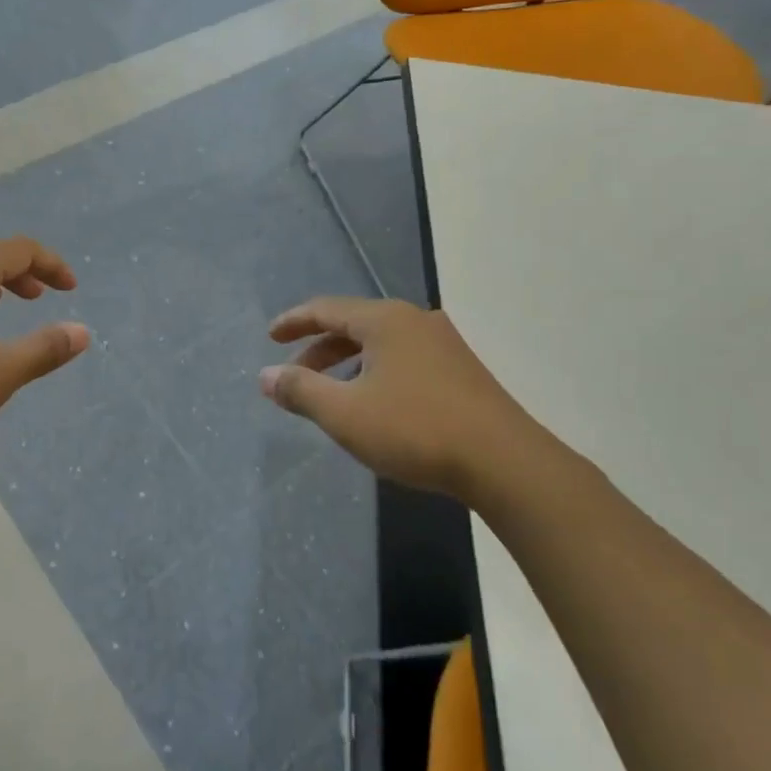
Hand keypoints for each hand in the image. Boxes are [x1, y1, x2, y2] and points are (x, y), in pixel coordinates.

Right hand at [260, 297, 555, 503]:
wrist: (505, 462)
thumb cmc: (415, 430)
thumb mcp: (345, 413)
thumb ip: (300, 390)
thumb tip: (265, 375)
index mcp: (384, 320)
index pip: (326, 308)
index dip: (294, 322)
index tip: (270, 337)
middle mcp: (414, 320)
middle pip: (353, 324)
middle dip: (318, 348)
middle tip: (294, 374)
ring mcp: (443, 344)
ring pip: (380, 343)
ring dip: (347, 363)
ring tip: (330, 393)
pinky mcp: (461, 370)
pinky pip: (403, 358)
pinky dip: (375, 372)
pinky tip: (375, 403)